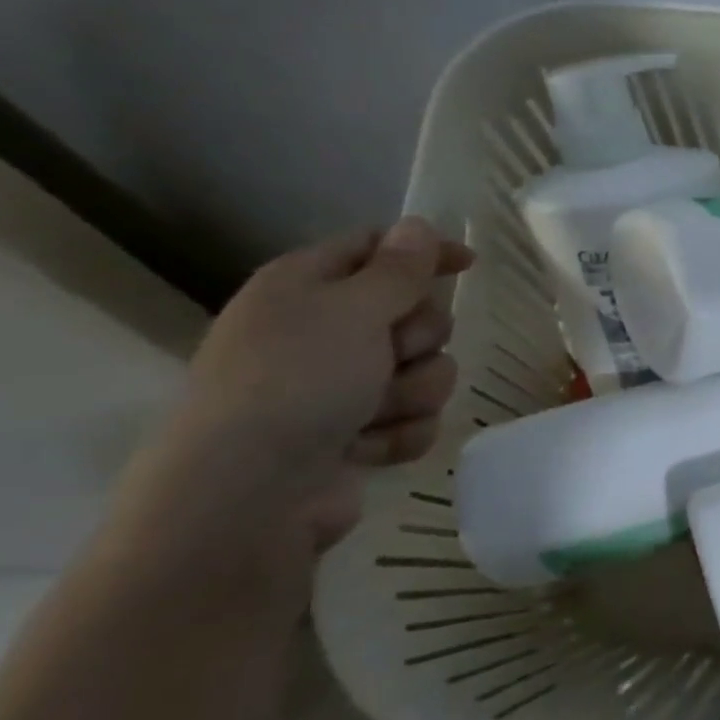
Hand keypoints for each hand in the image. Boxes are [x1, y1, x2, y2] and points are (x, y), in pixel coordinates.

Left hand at [134, 218, 474, 555]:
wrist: (250, 495)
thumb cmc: (298, 382)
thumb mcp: (354, 310)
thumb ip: (398, 268)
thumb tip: (418, 225)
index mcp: (305, 288)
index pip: (375, 248)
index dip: (423, 252)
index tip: (469, 264)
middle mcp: (322, 333)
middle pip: (414, 315)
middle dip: (420, 339)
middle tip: (392, 354)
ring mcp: (339, 388)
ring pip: (425, 372)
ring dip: (412, 392)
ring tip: (371, 413)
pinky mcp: (356, 435)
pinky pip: (415, 419)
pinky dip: (398, 433)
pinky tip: (365, 447)